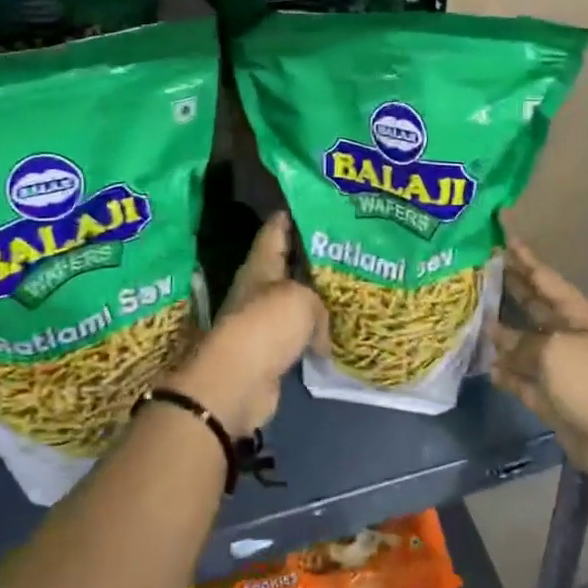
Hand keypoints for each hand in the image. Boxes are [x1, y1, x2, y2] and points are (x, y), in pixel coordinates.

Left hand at [170, 213, 326, 435]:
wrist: (238, 383)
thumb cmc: (267, 325)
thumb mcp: (302, 299)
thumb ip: (319, 302)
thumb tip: (321, 333)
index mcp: (261, 264)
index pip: (277, 228)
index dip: (295, 214)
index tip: (319, 204)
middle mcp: (259, 287)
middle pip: (288, 264)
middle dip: (313, 256)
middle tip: (346, 247)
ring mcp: (262, 320)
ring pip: (295, 300)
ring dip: (316, 297)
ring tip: (348, 287)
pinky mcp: (270, 350)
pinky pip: (298, 333)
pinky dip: (314, 333)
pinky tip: (337, 331)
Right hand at [487, 231, 587, 498]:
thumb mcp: (553, 352)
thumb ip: (521, 343)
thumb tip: (496, 335)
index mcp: (575, 314)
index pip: (543, 278)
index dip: (524, 258)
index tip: (502, 237)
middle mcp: (566, 335)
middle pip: (532, 306)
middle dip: (509, 288)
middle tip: (479, 269)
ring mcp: (558, 367)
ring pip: (523, 343)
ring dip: (501, 333)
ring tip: (471, 316)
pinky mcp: (551, 397)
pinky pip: (522, 378)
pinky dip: (506, 372)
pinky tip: (486, 365)